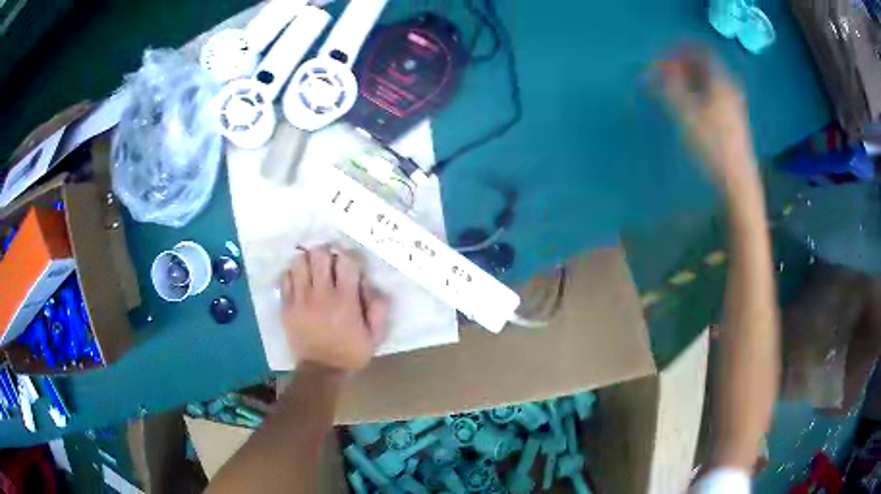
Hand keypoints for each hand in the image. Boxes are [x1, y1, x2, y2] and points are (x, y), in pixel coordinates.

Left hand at [281, 247, 388, 371]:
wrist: (320, 370)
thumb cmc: (350, 352)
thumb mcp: (375, 336)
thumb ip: (379, 309)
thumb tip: (371, 285)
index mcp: (345, 301)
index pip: (346, 261)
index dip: (350, 256)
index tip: (351, 265)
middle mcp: (321, 295)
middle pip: (319, 255)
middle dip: (326, 253)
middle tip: (330, 262)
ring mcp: (300, 299)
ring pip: (299, 262)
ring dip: (308, 261)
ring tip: (313, 269)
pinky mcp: (287, 306)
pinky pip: (285, 278)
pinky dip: (293, 274)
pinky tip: (300, 281)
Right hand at [656, 49, 758, 191]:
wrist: (737, 180)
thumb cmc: (712, 144)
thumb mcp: (685, 112)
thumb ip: (668, 85)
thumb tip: (655, 68)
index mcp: (720, 79)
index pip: (698, 49)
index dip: (677, 48)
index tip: (660, 57)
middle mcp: (728, 85)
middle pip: (702, 63)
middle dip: (680, 63)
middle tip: (661, 73)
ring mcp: (732, 102)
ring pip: (707, 79)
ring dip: (687, 78)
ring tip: (670, 89)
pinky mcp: (731, 117)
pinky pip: (711, 92)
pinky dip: (696, 91)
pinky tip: (686, 105)